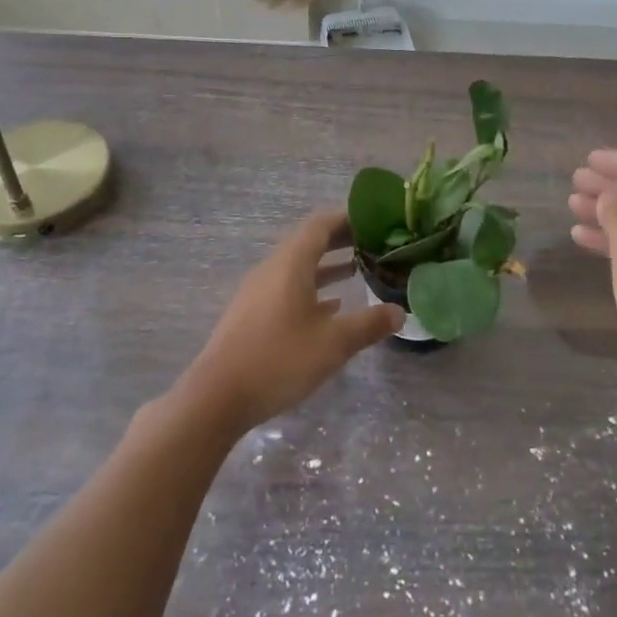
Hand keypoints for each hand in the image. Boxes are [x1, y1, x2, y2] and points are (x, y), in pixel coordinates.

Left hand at [177, 211, 402, 435]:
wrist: (216, 398)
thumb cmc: (278, 360)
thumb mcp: (333, 343)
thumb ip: (369, 324)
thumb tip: (400, 312)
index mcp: (290, 263)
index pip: (321, 224)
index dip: (348, 218)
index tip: (376, 221)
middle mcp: (272, 269)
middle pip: (309, 242)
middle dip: (341, 240)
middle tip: (374, 244)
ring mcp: (259, 292)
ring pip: (298, 267)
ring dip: (327, 265)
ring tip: (358, 270)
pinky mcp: (252, 314)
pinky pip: (288, 288)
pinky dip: (312, 288)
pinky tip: (331, 309)